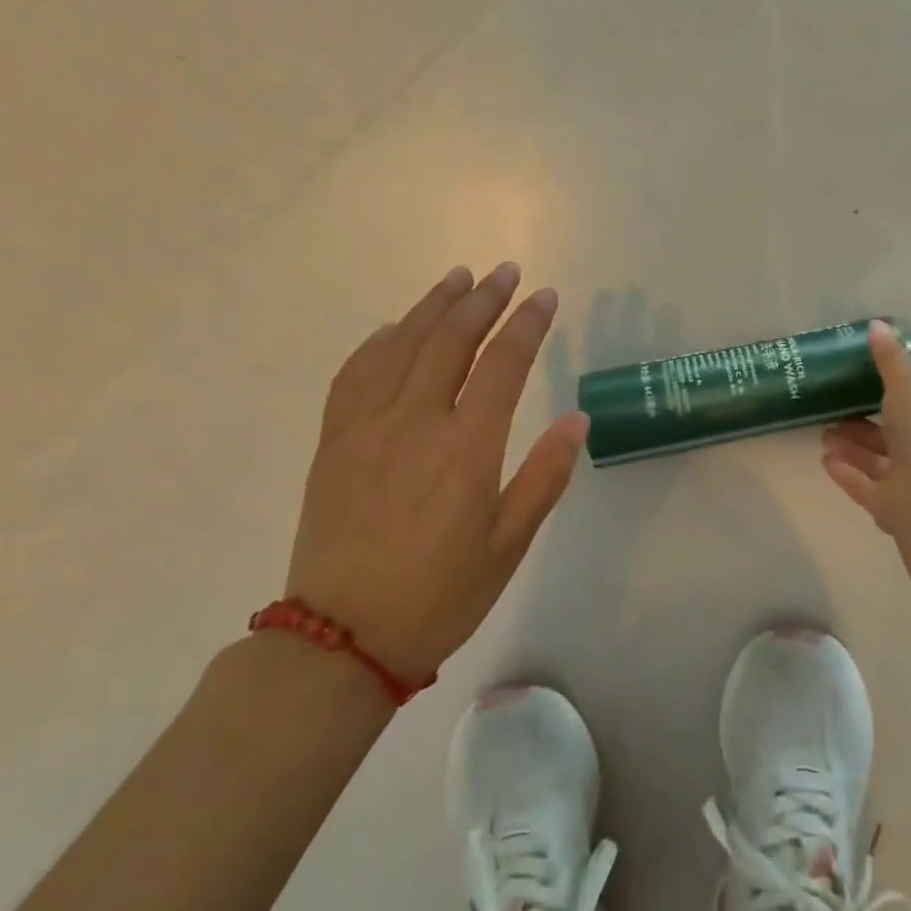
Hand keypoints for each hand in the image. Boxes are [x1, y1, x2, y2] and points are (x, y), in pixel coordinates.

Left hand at [284, 264, 588, 680]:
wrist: (343, 638)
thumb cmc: (440, 595)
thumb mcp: (509, 544)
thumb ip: (545, 476)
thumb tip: (577, 419)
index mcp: (467, 447)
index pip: (504, 364)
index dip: (528, 324)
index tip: (545, 296)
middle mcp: (416, 422)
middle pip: (451, 339)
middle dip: (483, 299)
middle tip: (505, 271)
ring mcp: (367, 427)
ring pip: (401, 345)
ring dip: (432, 305)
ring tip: (458, 278)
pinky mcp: (334, 441)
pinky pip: (354, 375)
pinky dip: (377, 342)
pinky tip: (391, 328)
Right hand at [820, 320, 910, 537]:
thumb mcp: (906, 388)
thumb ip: (890, 360)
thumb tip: (876, 325)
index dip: (890, 395)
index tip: (861, 384)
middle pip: (891, 435)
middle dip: (861, 425)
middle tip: (832, 413)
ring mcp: (910, 482)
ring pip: (877, 461)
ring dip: (851, 448)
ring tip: (823, 436)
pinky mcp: (892, 506)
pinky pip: (865, 486)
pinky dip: (846, 473)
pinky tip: (825, 461)